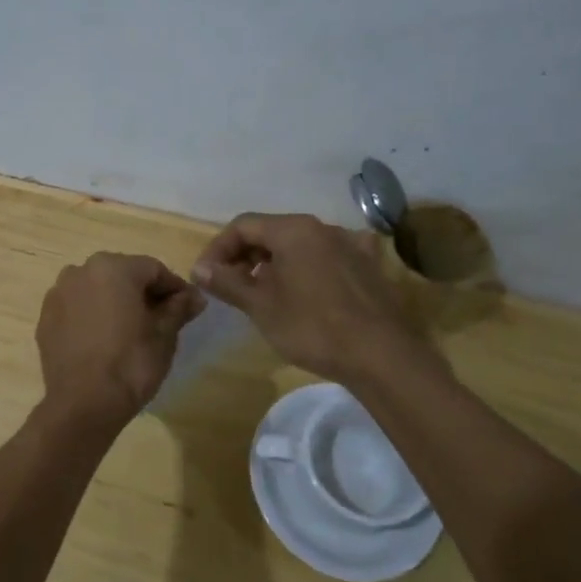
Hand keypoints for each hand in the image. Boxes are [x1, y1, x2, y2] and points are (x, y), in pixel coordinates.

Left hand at [36, 253, 205, 426]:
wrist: (83, 405)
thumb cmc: (131, 364)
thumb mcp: (164, 336)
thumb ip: (178, 308)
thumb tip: (195, 297)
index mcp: (113, 268)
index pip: (154, 269)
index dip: (175, 287)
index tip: (190, 307)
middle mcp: (80, 271)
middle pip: (122, 275)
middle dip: (143, 292)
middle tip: (163, 318)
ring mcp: (58, 294)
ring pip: (96, 290)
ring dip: (116, 302)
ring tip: (131, 330)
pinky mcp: (45, 318)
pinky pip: (77, 308)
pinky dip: (92, 316)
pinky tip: (104, 340)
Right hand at [191, 213, 434, 384]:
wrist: (382, 356)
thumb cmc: (312, 327)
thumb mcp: (261, 306)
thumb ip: (227, 282)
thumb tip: (199, 268)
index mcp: (294, 229)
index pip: (243, 225)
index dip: (218, 248)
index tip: (205, 276)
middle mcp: (323, 227)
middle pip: (272, 231)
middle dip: (245, 255)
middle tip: (230, 286)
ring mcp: (350, 245)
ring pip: (300, 245)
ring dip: (274, 263)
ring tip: (263, 294)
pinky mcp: (369, 266)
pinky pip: (326, 258)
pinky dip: (306, 269)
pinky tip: (306, 291)